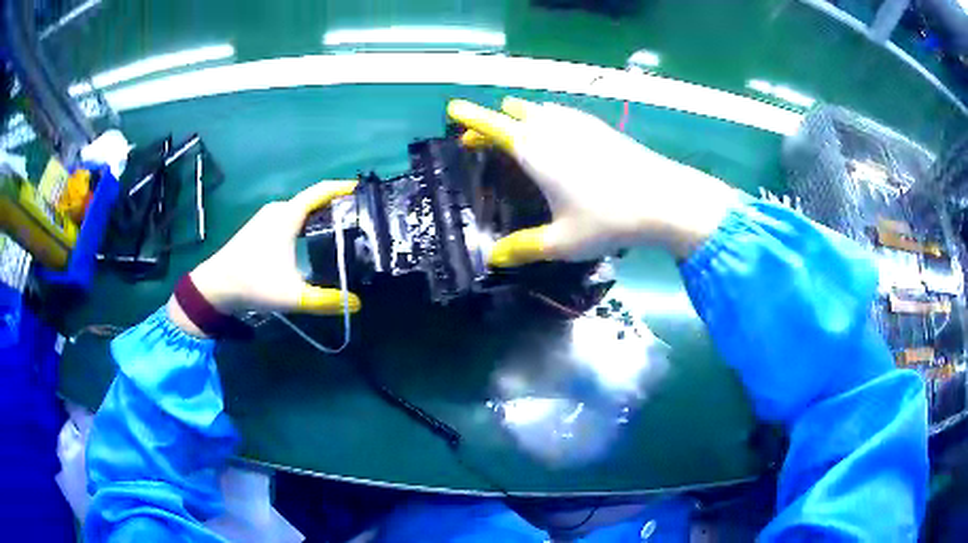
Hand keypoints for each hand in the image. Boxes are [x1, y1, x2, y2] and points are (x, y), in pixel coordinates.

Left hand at [171, 181, 360, 333]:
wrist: (215, 287)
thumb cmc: (253, 283)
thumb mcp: (292, 296)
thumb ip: (326, 301)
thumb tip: (357, 305)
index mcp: (287, 216)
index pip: (321, 191)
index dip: (343, 188)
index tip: (364, 191)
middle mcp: (278, 210)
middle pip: (313, 200)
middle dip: (337, 205)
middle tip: (360, 218)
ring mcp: (267, 218)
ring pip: (301, 210)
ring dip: (321, 215)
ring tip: (343, 229)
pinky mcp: (260, 228)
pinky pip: (291, 218)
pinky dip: (307, 222)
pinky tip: (314, 240)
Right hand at [447, 98, 740, 265]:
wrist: (663, 199)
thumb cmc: (607, 219)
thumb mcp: (561, 242)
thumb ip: (523, 248)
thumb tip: (494, 259)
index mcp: (534, 150)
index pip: (492, 126)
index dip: (470, 117)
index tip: (453, 108)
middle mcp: (553, 128)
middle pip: (514, 112)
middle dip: (494, 121)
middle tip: (483, 141)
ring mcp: (579, 124)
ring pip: (540, 110)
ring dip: (522, 117)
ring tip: (517, 137)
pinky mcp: (601, 128)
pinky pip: (563, 115)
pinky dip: (549, 120)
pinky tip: (558, 139)